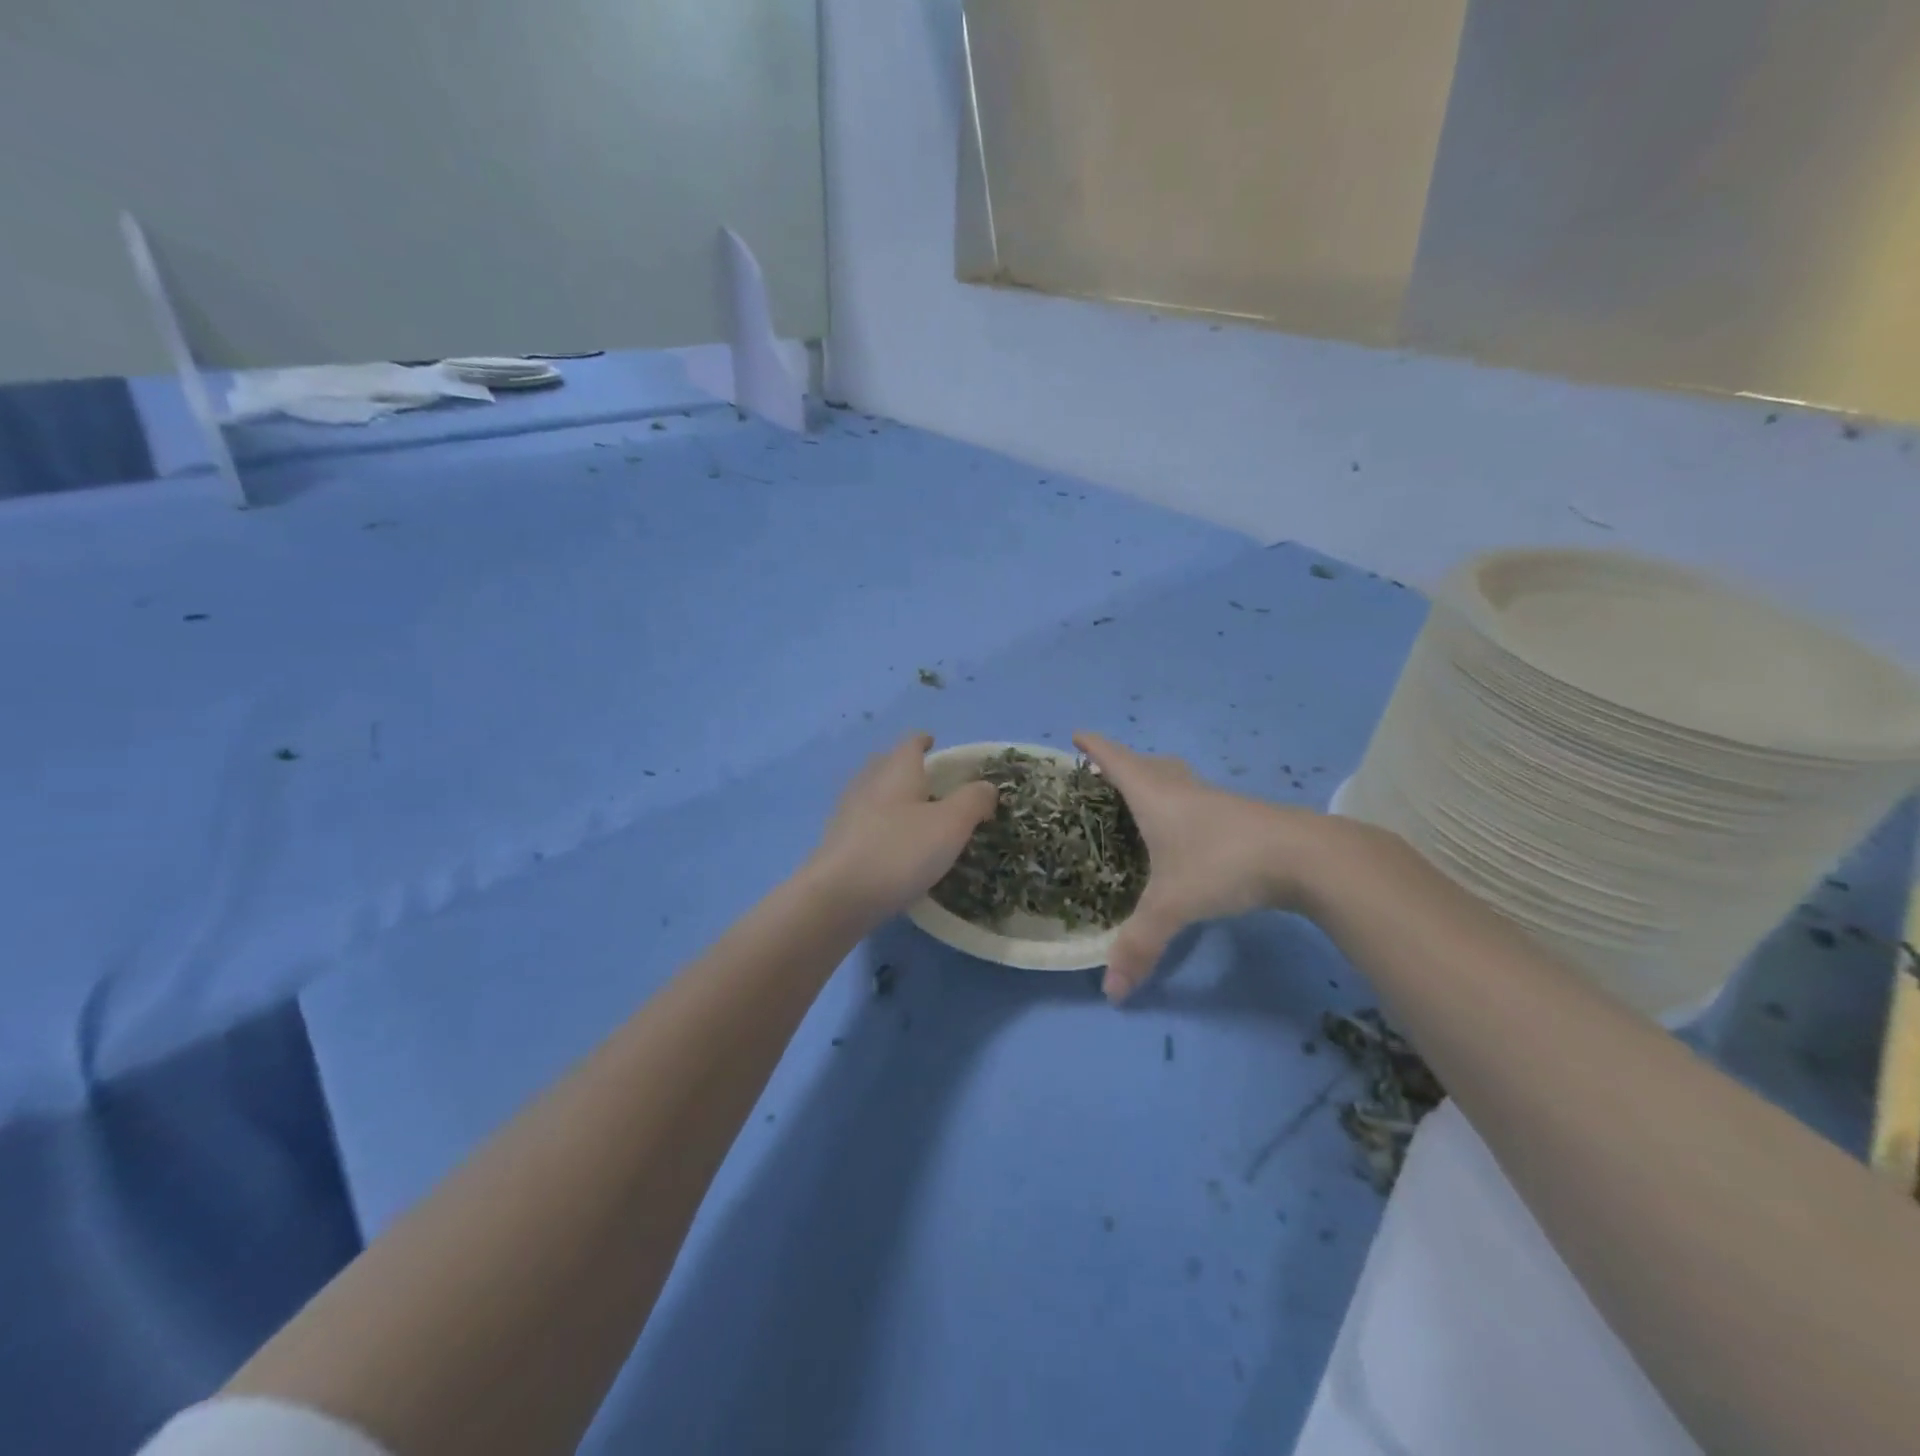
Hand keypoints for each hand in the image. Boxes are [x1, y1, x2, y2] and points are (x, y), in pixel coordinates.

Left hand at [808, 732, 999, 923]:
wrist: (837, 896)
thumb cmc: (899, 851)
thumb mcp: (951, 825)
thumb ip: (973, 801)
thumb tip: (986, 786)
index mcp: (896, 770)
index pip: (910, 743)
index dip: (923, 740)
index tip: (933, 742)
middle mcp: (868, 783)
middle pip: (886, 764)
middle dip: (905, 767)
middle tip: (928, 779)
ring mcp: (847, 813)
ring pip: (873, 793)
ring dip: (892, 797)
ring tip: (913, 813)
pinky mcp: (838, 843)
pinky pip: (864, 823)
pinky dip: (880, 825)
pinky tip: (891, 845)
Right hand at [1075, 732, 1328, 1001]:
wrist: (1305, 856)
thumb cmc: (1223, 864)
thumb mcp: (1173, 906)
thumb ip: (1139, 946)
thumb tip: (1110, 994)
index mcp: (1155, 797)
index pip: (1116, 761)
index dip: (1095, 747)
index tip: (1077, 733)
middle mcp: (1182, 790)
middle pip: (1148, 765)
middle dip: (1123, 764)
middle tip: (1105, 775)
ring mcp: (1215, 801)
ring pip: (1178, 781)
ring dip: (1156, 782)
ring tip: (1143, 801)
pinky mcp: (1241, 817)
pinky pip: (1199, 801)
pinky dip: (1182, 805)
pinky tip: (1188, 832)